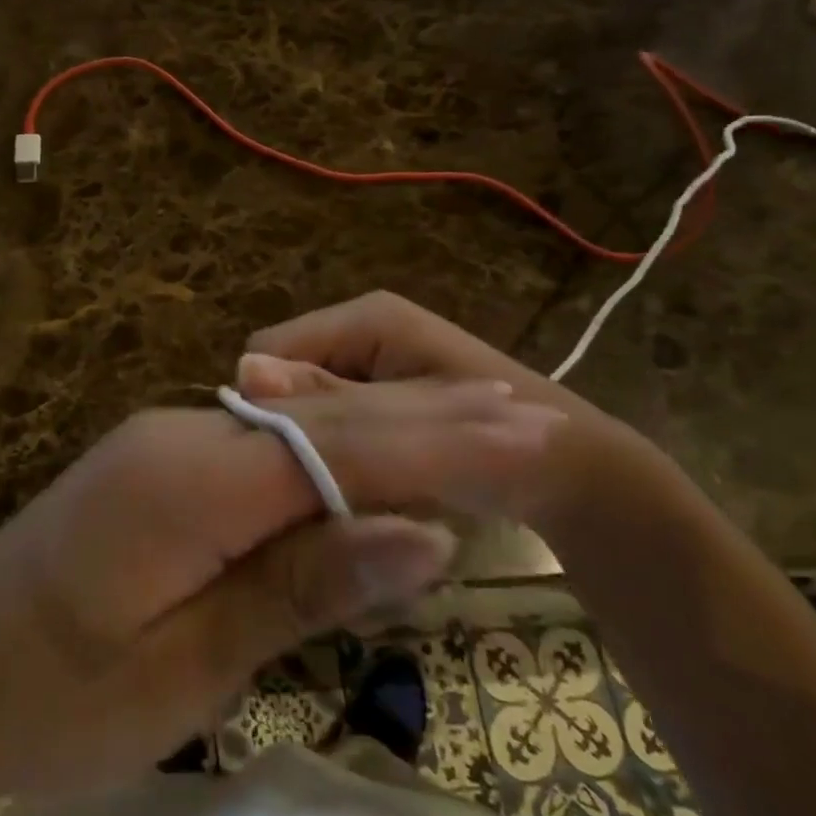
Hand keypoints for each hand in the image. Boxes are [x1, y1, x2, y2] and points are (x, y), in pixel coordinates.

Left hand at [0, 377, 561, 812]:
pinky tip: (375, 454)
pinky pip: (260, 451)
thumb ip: (299, 584)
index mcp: (187, 480)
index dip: (439, 443)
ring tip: (479, 418)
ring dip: (386, 426)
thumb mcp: (185, 666)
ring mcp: (163, 445)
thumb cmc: (52, 701)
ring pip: (296, 430)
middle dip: (427, 417)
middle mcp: (180, 437)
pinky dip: (330, 452)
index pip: (340, 449)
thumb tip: (420, 532)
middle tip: (529, 408)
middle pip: (324, 422)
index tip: (533, 431)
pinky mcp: (155, 467)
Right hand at [236, 291, 680, 532]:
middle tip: (308, 493)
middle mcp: (359, 329)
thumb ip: (329, 400)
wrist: (570, 470)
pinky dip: (336, 451)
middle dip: (291, 431)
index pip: (267, 354)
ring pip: (307, 404)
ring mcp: (369, 361)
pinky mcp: (379, 391)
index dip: (263, 412)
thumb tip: (246, 371)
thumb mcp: (409, 421)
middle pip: (287, 379)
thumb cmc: (498, 442)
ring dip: (313, 446)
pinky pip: (332, 418)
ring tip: (334, 496)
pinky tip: (356, 486)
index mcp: (362, 319)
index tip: (277, 472)